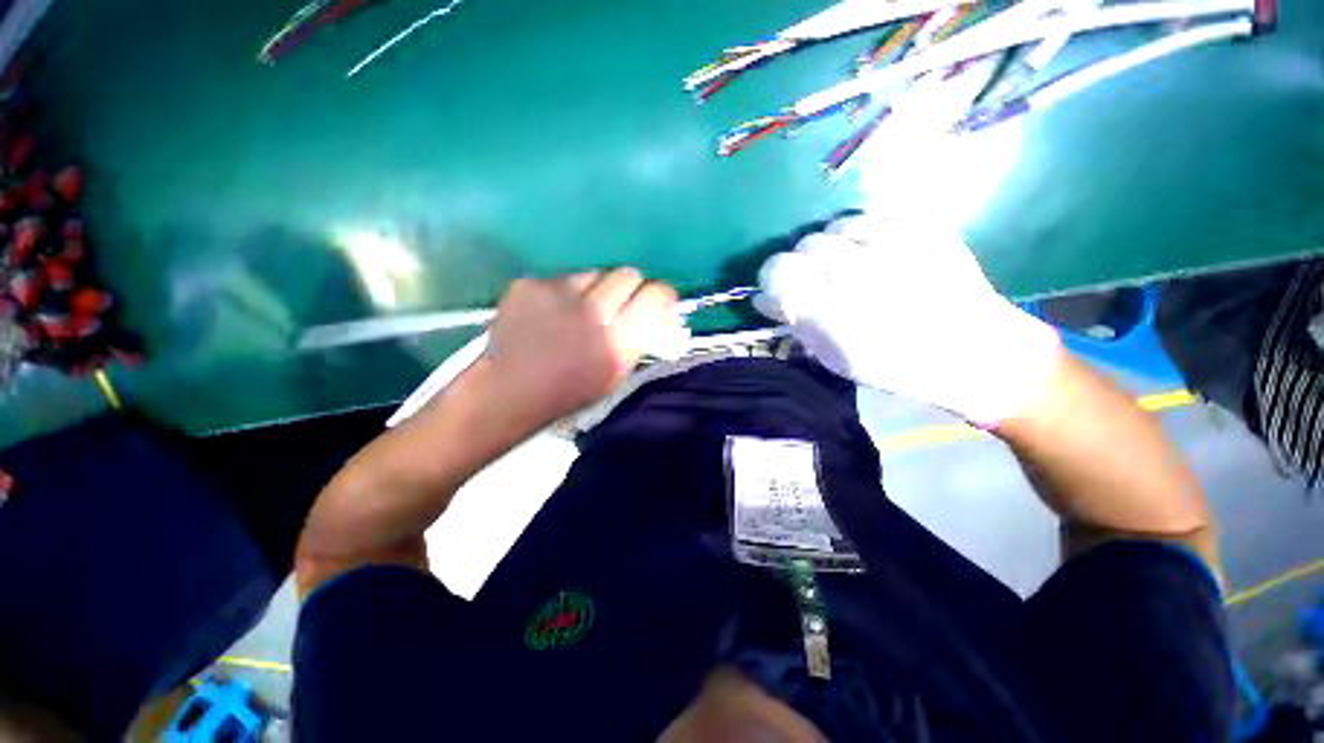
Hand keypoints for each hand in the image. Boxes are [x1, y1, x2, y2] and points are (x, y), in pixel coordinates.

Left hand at [484, 268, 682, 424]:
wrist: (509, 390)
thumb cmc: (569, 391)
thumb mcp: (615, 374)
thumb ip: (640, 340)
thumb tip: (663, 313)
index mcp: (617, 342)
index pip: (654, 296)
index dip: (661, 293)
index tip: (659, 298)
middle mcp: (592, 313)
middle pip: (627, 274)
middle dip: (629, 287)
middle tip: (619, 302)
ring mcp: (558, 294)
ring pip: (595, 273)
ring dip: (595, 289)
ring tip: (579, 309)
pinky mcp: (531, 284)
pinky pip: (562, 278)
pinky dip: (564, 292)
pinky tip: (551, 312)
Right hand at [757, 215, 1060, 425]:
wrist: (973, 354)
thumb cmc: (894, 366)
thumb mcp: (833, 357)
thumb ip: (795, 323)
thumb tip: (762, 300)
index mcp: (830, 311)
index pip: (778, 271)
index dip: (772, 277)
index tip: (779, 287)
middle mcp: (857, 273)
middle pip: (806, 245)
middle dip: (804, 262)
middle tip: (820, 279)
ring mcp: (893, 246)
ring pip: (838, 226)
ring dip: (835, 244)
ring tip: (851, 262)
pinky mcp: (924, 229)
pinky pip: (877, 215)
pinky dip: (867, 230)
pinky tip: (876, 249)